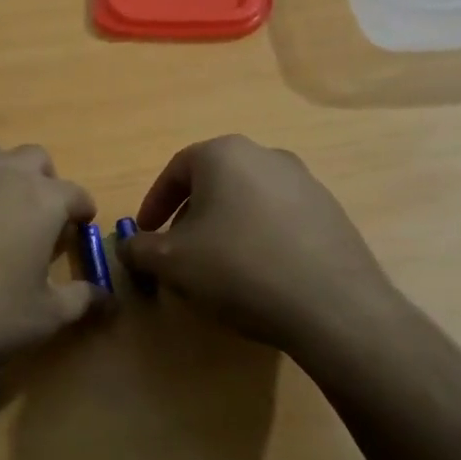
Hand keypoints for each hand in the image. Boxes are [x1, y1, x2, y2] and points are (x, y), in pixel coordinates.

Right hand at [118, 135, 400, 358]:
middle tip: (178, 252)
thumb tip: (127, 246)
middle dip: (189, 216)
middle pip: (213, 182)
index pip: (176, 170)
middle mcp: (266, 155)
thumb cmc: (239, 269)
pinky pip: (279, 218)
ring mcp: (304, 181)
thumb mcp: (171, 262)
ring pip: (247, 199)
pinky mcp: (330, 211)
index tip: (145, 233)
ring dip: (225, 226)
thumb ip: (139, 248)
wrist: (332, 305)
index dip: (154, 203)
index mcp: (224, 154)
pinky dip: (259, 237)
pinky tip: (259, 274)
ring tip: (218, 267)